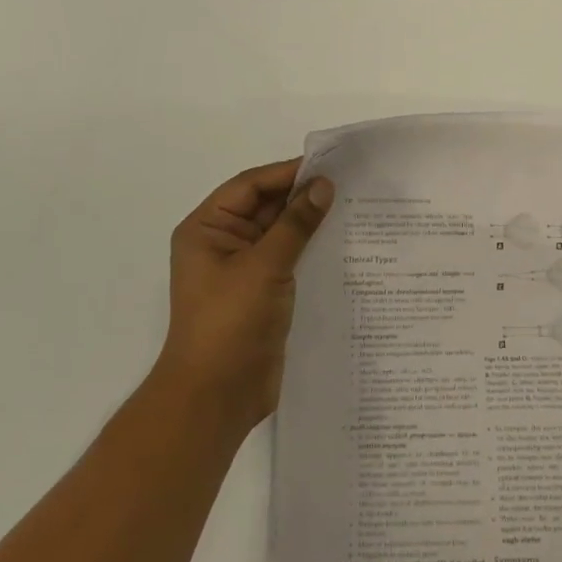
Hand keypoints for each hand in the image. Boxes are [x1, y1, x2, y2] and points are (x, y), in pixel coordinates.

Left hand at [160, 159, 334, 431]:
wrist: (217, 396)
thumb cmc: (230, 322)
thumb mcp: (264, 266)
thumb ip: (295, 223)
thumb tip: (323, 185)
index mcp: (207, 228)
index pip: (250, 186)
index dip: (286, 173)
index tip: (329, 165)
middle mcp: (222, 243)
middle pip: (265, 207)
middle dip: (302, 196)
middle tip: (349, 184)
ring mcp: (243, 270)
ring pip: (280, 234)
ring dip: (309, 223)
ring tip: (353, 208)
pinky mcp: (262, 294)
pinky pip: (289, 260)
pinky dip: (311, 249)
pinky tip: (343, 244)